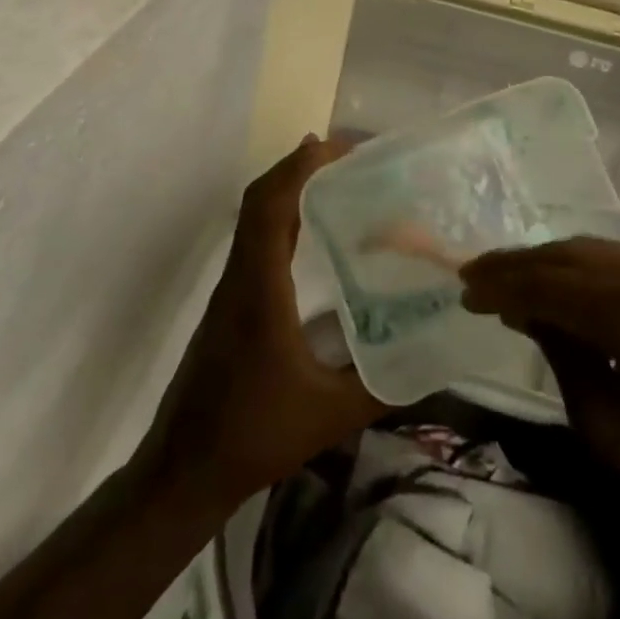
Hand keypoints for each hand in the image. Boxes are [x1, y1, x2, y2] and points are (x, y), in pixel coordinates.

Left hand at [136, 137, 385, 512]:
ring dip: (290, 187)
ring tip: (338, 178)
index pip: (270, 206)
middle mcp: (240, 276)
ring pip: (254, 217)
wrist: (183, 471)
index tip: (341, 147)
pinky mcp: (230, 303)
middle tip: (350, 155)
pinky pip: (255, 240)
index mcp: (259, 289)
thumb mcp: (331, 415)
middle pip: (260, 200)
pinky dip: (282, 216)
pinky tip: (313, 229)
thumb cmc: (254, 435)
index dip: (300, 168)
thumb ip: (385, 385)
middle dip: (300, 167)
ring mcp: (230, 289)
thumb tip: (436, 358)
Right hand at [460, 239, 619, 559]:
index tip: (465, 290)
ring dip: (555, 263)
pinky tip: (573, 291)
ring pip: (599, 252)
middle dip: (521, 264)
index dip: (502, 285)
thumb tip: (536, 320)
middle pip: (570, 254)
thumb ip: (568, 364)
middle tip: (479, 277)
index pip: (549, 284)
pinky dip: (590, 271)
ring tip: (516, 282)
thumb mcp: (618, 433)